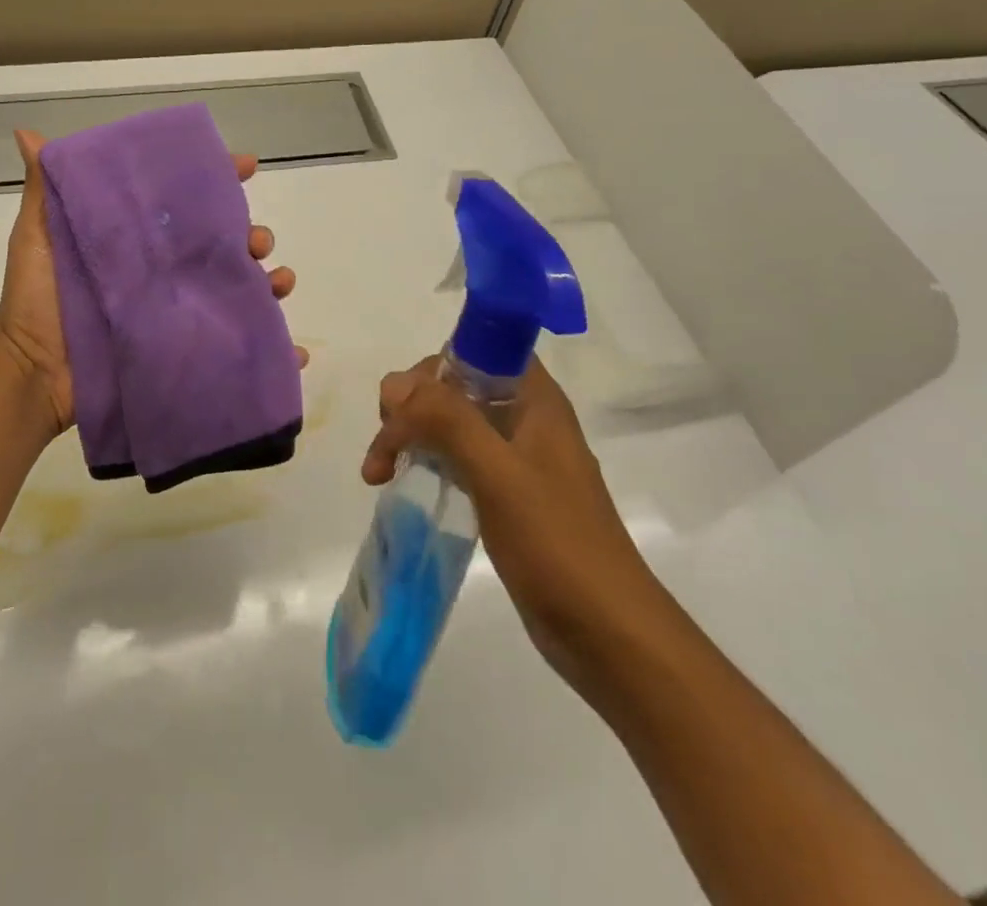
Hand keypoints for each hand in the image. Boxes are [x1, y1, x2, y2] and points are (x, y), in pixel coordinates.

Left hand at [0, 128, 306, 435]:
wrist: (34, 373)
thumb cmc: (37, 300)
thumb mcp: (38, 237)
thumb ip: (44, 190)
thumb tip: (26, 134)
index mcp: (142, 239)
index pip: (188, 202)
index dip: (219, 179)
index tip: (246, 165)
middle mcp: (168, 271)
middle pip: (225, 245)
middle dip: (252, 235)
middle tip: (256, 241)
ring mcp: (180, 312)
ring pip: (241, 290)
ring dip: (271, 283)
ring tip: (279, 284)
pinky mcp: (187, 351)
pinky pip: (240, 350)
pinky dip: (275, 350)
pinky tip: (296, 351)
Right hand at [364, 356, 667, 686]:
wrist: (609, 635)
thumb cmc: (558, 545)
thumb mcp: (499, 475)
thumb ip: (448, 421)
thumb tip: (393, 384)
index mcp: (534, 400)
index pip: (474, 350)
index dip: (432, 366)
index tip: (400, 405)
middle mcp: (525, 418)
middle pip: (453, 385)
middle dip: (410, 407)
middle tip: (384, 449)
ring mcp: (516, 457)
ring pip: (449, 421)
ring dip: (410, 436)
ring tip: (377, 474)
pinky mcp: (506, 492)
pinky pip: (456, 457)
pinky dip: (425, 461)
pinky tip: (402, 483)